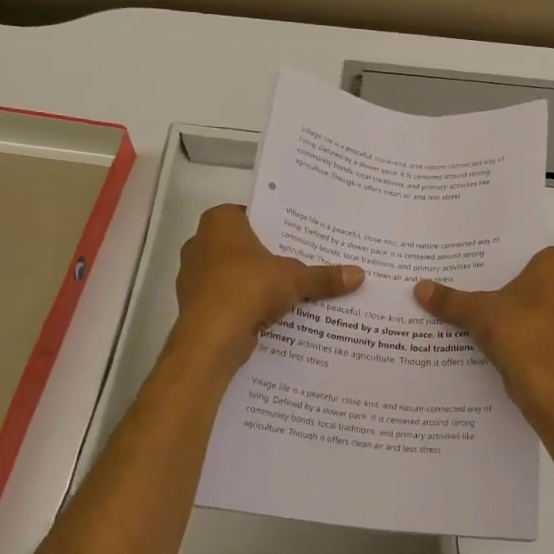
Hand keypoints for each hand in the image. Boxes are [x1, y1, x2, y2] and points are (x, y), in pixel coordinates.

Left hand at [172, 205, 362, 371]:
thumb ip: (324, 276)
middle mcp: (201, 243)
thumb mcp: (295, 279)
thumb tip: (359, 274)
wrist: (209, 339)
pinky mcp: (196, 306)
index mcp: (219, 222)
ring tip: (292, 290)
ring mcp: (194, 276)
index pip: (253, 215)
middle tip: (303, 262)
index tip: (300, 236)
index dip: (277, 225)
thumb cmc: (248, 288)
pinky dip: (247, 305)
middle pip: (244, 246)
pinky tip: (271, 314)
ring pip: (235, 274)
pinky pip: (229, 299)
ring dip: (258, 283)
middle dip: (270, 256)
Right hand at [415, 247, 553, 423]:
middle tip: (483, 294)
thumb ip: (450, 299)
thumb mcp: (476, 312)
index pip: (533, 254)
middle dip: (515, 289)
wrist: (547, 385)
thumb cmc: (518, 331)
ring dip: (524, 314)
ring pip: (544, 309)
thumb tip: (419, 288)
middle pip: (538, 282)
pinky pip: (547, 333)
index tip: (487, 272)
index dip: (511, 263)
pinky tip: (505, 345)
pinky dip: (530, 337)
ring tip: (490, 321)